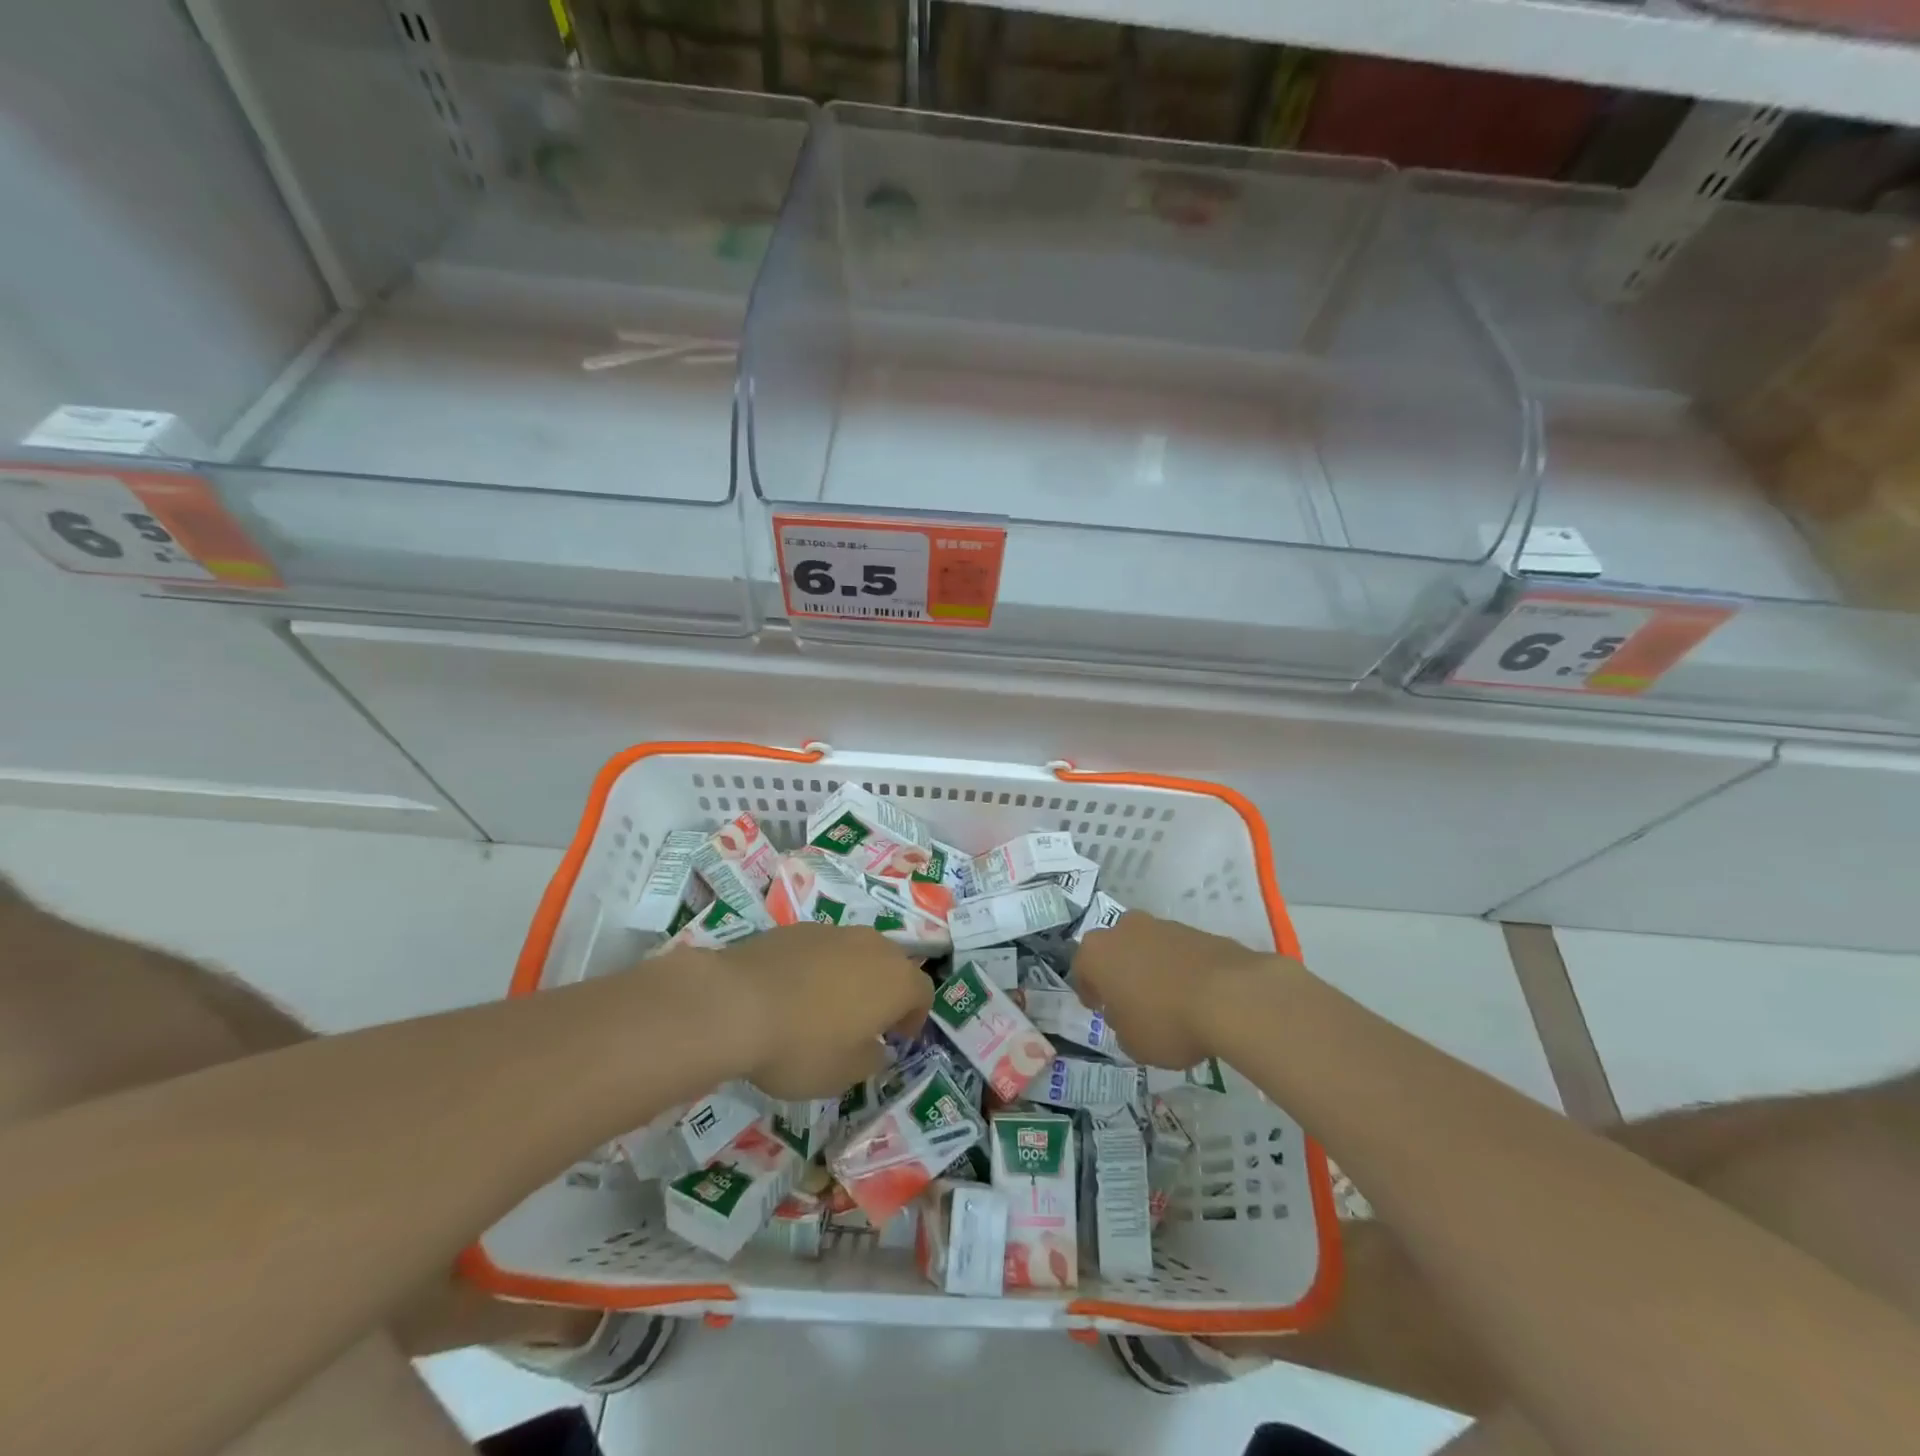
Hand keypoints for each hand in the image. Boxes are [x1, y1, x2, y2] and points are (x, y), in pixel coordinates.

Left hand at [713, 923, 932, 1098]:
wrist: (735, 1003)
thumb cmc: (802, 1045)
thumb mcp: (844, 1074)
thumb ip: (870, 1058)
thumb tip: (875, 1046)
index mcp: (895, 979)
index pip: (923, 993)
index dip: (915, 1017)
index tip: (897, 1038)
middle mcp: (872, 945)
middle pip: (892, 965)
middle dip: (885, 992)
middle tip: (865, 1023)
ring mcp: (833, 931)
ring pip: (856, 953)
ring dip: (852, 977)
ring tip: (826, 1007)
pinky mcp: (796, 928)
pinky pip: (822, 949)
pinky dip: (818, 968)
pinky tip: (793, 994)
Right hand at [1073, 910, 1272, 1069]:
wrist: (1229, 996)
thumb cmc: (1166, 1021)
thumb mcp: (1132, 1043)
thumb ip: (1121, 1026)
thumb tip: (1126, 1013)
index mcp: (1097, 953)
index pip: (1082, 970)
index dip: (1090, 992)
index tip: (1099, 1008)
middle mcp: (1123, 930)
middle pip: (1114, 950)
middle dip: (1119, 972)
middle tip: (1130, 1001)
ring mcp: (1161, 925)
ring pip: (1146, 947)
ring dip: (1150, 968)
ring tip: (1167, 1000)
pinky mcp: (1195, 930)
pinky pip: (1176, 952)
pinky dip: (1179, 968)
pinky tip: (1193, 995)